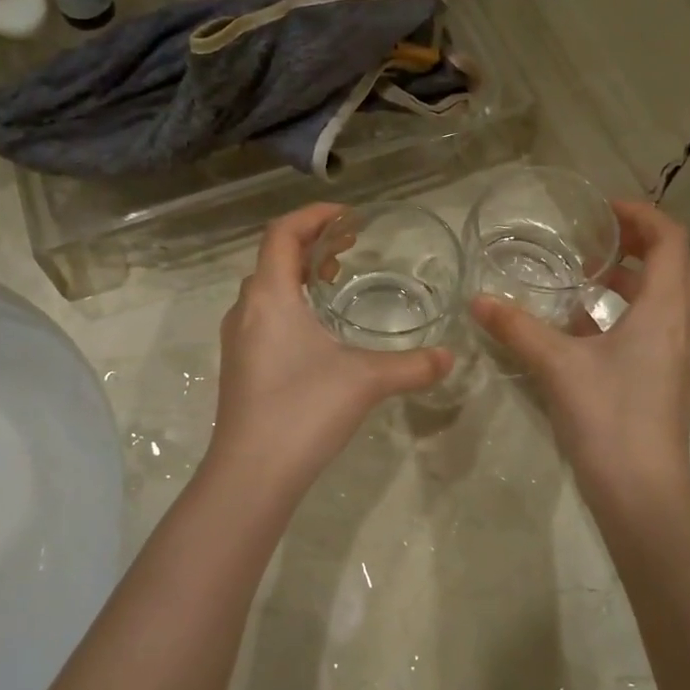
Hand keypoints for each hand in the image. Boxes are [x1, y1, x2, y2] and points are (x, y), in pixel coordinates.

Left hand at [204, 204, 451, 502]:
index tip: (349, 216)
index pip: (282, 233)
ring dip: (299, 275)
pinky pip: (264, 316)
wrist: (251, 474)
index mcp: (270, 296)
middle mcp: (247, 310)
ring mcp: (239, 340)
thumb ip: (412, 366)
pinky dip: (291, 304)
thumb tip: (450, 358)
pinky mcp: (241, 366)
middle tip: (349, 247)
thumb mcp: (367, 381)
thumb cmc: (304, 410)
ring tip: (334, 281)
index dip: (314, 215)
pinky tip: (319, 332)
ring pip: (267, 289)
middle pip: (273, 258)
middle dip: (311, 244)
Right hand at [472, 200, 689, 515]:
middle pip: (676, 263)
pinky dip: (631, 311)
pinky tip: (587, 328)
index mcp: (666, 309)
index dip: (640, 215)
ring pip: (669, 296)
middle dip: (640, 242)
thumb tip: (477, 300)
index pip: (671, 239)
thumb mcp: (556, 365)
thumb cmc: (607, 417)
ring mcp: (683, 354)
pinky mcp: (672, 378)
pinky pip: (660, 325)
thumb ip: (516, 328)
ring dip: (635, 278)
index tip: (601, 211)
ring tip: (588, 277)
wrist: (642, 491)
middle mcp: (685, 324)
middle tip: (596, 238)